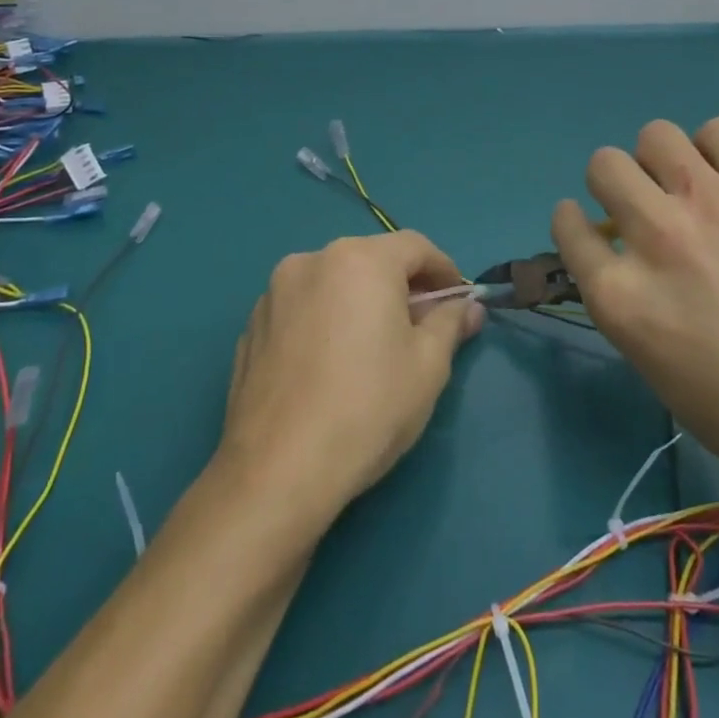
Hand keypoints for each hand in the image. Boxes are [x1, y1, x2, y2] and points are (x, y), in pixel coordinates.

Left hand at [217, 232, 484, 515]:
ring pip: (333, 283)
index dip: (444, 271)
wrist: (277, 471)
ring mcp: (274, 292)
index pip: (415, 246)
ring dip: (360, 302)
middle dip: (402, 287)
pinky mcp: (251, 326)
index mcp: (360, 260)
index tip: (457, 304)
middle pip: (371, 260)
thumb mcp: (428, 366)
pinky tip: (330, 367)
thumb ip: (450, 324)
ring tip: (372, 350)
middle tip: (420, 329)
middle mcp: (313, 261)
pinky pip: (303, 309)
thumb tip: (468, 308)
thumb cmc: (368, 408)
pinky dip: (325, 321)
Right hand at [552, 117, 718, 535]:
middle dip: (615, 182)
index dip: (575, 221)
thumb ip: (629, 300)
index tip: (592, 225)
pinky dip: (717, 147)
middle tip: (646, 203)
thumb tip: (629, 259)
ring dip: (662, 158)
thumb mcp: (653, 365)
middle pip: (604, 165)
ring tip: (689, 183)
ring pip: (656, 135)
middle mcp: (654, 236)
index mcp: (618, 294)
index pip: (568, 225)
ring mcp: (710, 206)